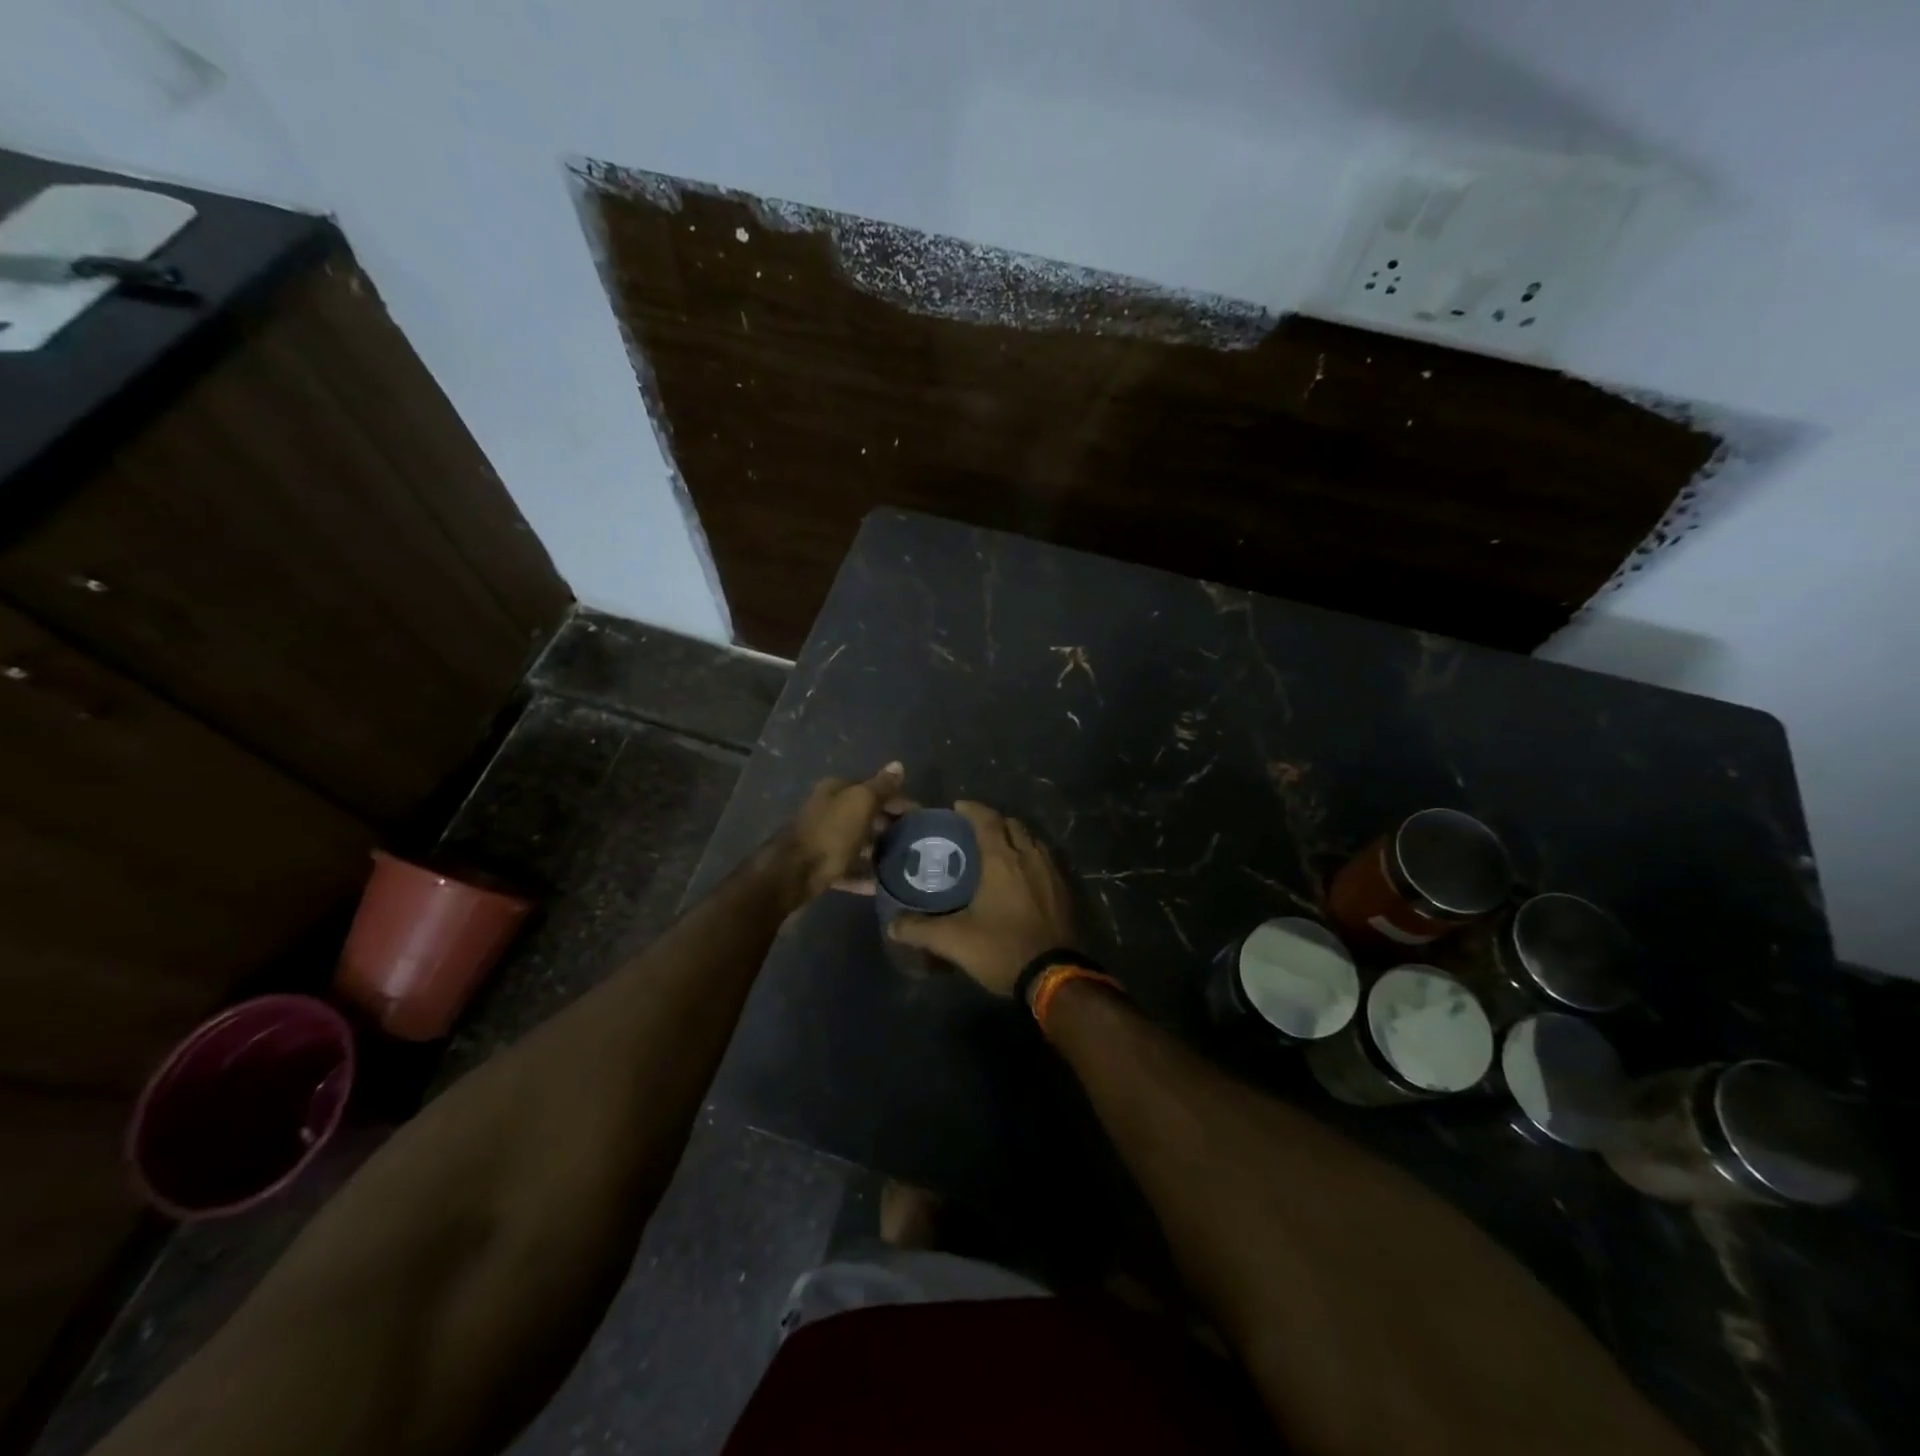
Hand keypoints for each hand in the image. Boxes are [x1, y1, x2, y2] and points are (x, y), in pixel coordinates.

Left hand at [768, 761, 908, 906]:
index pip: (875, 790)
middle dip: (890, 826)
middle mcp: (829, 810)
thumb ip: (881, 786)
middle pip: (866, 816)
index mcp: (837, 790)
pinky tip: (881, 885)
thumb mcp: (861, 803)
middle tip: (915, 842)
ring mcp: (824, 840)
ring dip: (878, 851)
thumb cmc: (831, 832)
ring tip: (904, 863)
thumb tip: (898, 765)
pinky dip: (864, 876)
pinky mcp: (821, 866)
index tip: (921, 818)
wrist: (792, 874)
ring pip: (858, 843)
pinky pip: (849, 869)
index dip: (899, 801)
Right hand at [888, 800, 1076, 996]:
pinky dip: (1031, 857)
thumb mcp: (954, 941)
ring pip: (1033, 840)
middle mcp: (1029, 856)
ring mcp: (1052, 872)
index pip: (987, 820)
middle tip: (975, 832)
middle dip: (994, 821)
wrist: (1055, 976)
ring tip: (999, 850)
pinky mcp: (1066, 890)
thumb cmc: (1003, 948)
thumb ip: (920, 929)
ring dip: (1016, 838)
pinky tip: (1022, 876)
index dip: (972, 809)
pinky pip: (1046, 860)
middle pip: (1013, 825)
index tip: (957, 808)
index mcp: (1002, 859)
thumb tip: (892, 925)